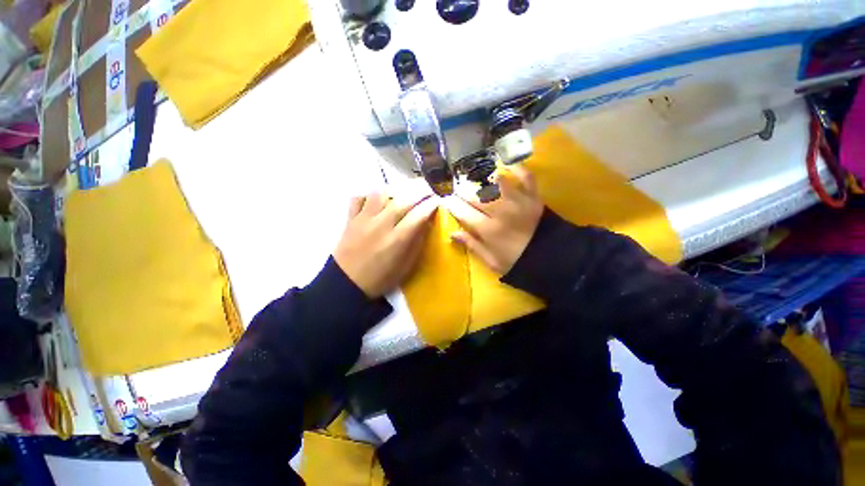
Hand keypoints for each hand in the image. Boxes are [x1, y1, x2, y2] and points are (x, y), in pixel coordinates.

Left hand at [334, 190, 437, 297]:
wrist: (346, 284)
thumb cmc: (381, 278)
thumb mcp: (406, 266)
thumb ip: (417, 242)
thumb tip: (426, 222)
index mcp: (397, 240)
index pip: (419, 214)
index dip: (431, 204)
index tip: (439, 200)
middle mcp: (381, 225)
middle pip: (403, 199)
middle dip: (420, 190)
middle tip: (428, 189)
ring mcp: (363, 219)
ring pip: (380, 193)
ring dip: (395, 190)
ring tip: (402, 194)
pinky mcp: (350, 219)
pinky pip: (358, 198)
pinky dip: (369, 196)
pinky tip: (376, 202)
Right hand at [446, 166, 543, 273]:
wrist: (551, 258)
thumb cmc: (517, 262)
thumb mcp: (491, 261)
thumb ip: (472, 245)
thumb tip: (453, 233)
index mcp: (489, 230)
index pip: (463, 211)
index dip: (452, 204)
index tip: (446, 199)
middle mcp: (501, 212)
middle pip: (476, 195)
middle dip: (463, 190)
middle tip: (457, 187)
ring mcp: (518, 201)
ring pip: (496, 182)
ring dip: (484, 177)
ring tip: (475, 175)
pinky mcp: (533, 196)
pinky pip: (526, 177)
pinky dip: (517, 169)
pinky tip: (506, 166)